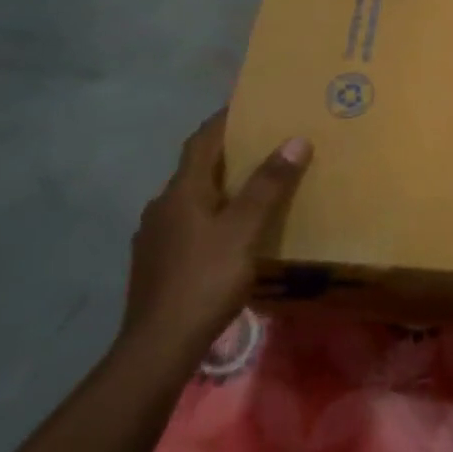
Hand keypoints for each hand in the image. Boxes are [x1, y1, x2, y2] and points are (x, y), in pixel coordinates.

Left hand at [120, 109, 310, 367]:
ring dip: (221, 186)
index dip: (225, 119)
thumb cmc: (204, 280)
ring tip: (256, 187)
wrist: (158, 347)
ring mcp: (156, 237)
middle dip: (230, 153)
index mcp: (181, 191)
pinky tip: (232, 233)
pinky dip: (213, 215)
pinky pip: (190, 224)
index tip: (252, 104)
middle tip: (266, 144)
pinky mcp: (158, 263)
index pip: (203, 140)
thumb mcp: (244, 230)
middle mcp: (162, 206)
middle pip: (197, 167)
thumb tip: (296, 140)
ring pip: (193, 198)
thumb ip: (268, 186)